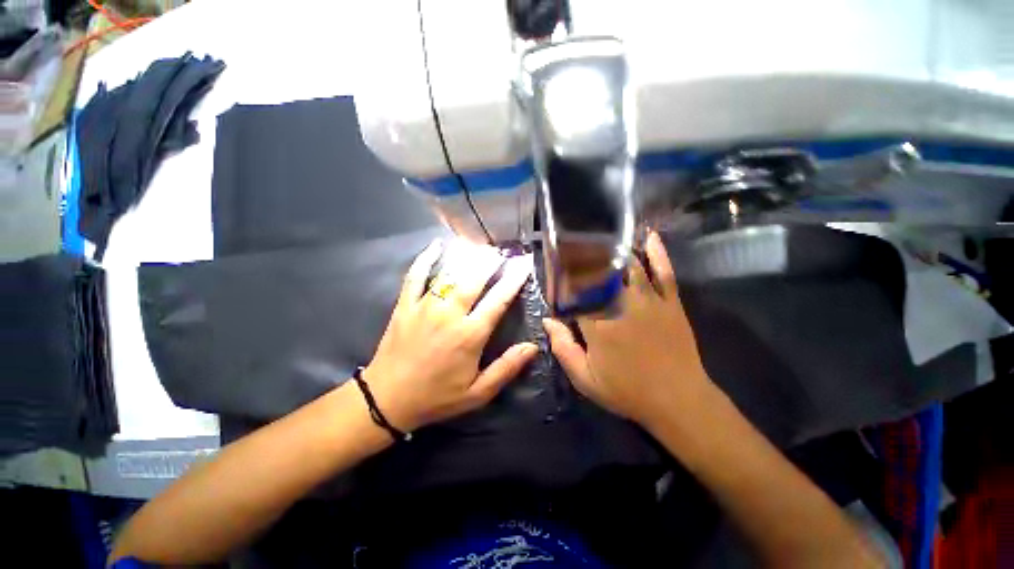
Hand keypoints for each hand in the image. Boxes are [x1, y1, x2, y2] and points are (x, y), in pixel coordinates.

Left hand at [364, 239, 537, 432]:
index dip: (513, 280)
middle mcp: (449, 314)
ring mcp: (425, 306)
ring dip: (467, 257)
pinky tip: (436, 245)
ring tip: (481, 247)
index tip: (524, 265)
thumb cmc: (436, 397)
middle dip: (491, 262)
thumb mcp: (477, 393)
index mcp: (470, 335)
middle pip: (474, 279)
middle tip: (503, 252)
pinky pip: (415, 275)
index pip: (498, 300)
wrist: (387, 400)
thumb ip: (506, 368)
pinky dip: (425, 258)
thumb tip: (532, 347)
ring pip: (450, 273)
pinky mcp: (406, 305)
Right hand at [543, 230, 710, 428]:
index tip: (556, 264)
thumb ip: (563, 348)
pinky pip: (664, 272)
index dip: (564, 275)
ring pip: (628, 265)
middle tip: (574, 243)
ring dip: (613, 250)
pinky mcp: (670, 302)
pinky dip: (657, 253)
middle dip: (584, 255)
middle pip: (599, 271)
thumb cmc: (627, 391)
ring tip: (601, 238)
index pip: (574, 290)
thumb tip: (548, 321)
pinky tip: (649, 236)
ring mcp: (648, 301)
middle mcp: (620, 304)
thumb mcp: (585, 379)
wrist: (678, 401)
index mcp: (597, 323)